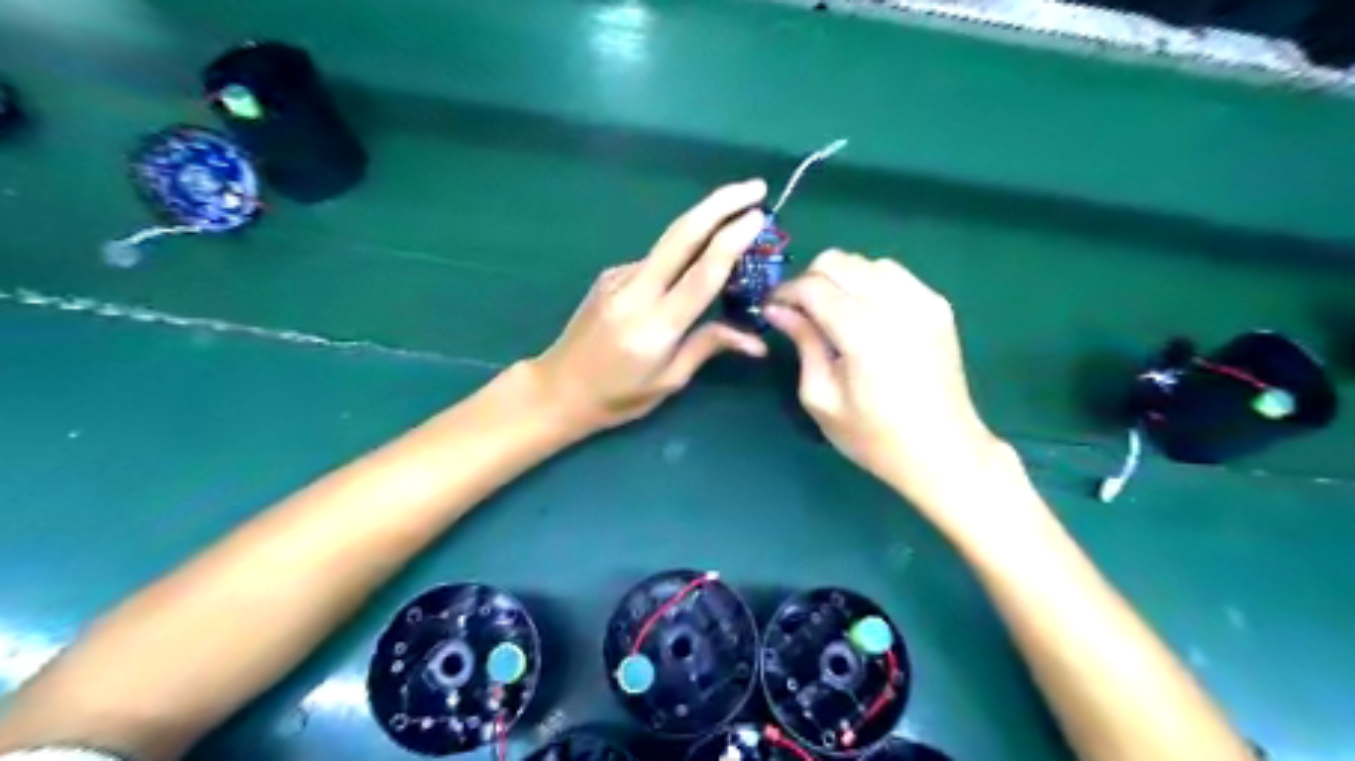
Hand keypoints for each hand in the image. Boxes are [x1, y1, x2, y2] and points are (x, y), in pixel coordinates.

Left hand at [526, 179, 765, 433]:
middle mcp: (636, 292)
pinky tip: (693, 264)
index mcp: (656, 325)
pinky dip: (681, 255)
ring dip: (704, 223)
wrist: (558, 388)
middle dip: (720, 203)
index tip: (759, 215)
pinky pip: (655, 260)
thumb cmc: (618, 397)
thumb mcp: (669, 381)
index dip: (733, 239)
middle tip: (755, 187)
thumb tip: (756, 341)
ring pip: (669, 242)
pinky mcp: (609, 275)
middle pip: (682, 234)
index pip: (703, 272)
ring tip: (737, 220)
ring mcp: (618, 278)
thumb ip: (708, 346)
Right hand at [767, 250, 1009, 528]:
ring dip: (840, 278)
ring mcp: (922, 301)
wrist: (943, 451)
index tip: (771, 308)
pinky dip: (869, 282)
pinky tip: (864, 312)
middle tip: (799, 311)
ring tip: (831, 311)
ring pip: (866, 262)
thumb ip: (802, 344)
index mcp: (863, 333)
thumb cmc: (874, 437)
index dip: (785, 292)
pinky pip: (893, 273)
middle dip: (810, 279)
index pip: (813, 286)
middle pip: (839, 261)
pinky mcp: (938, 305)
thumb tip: (778, 310)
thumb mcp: (822, 398)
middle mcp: (895, 305)